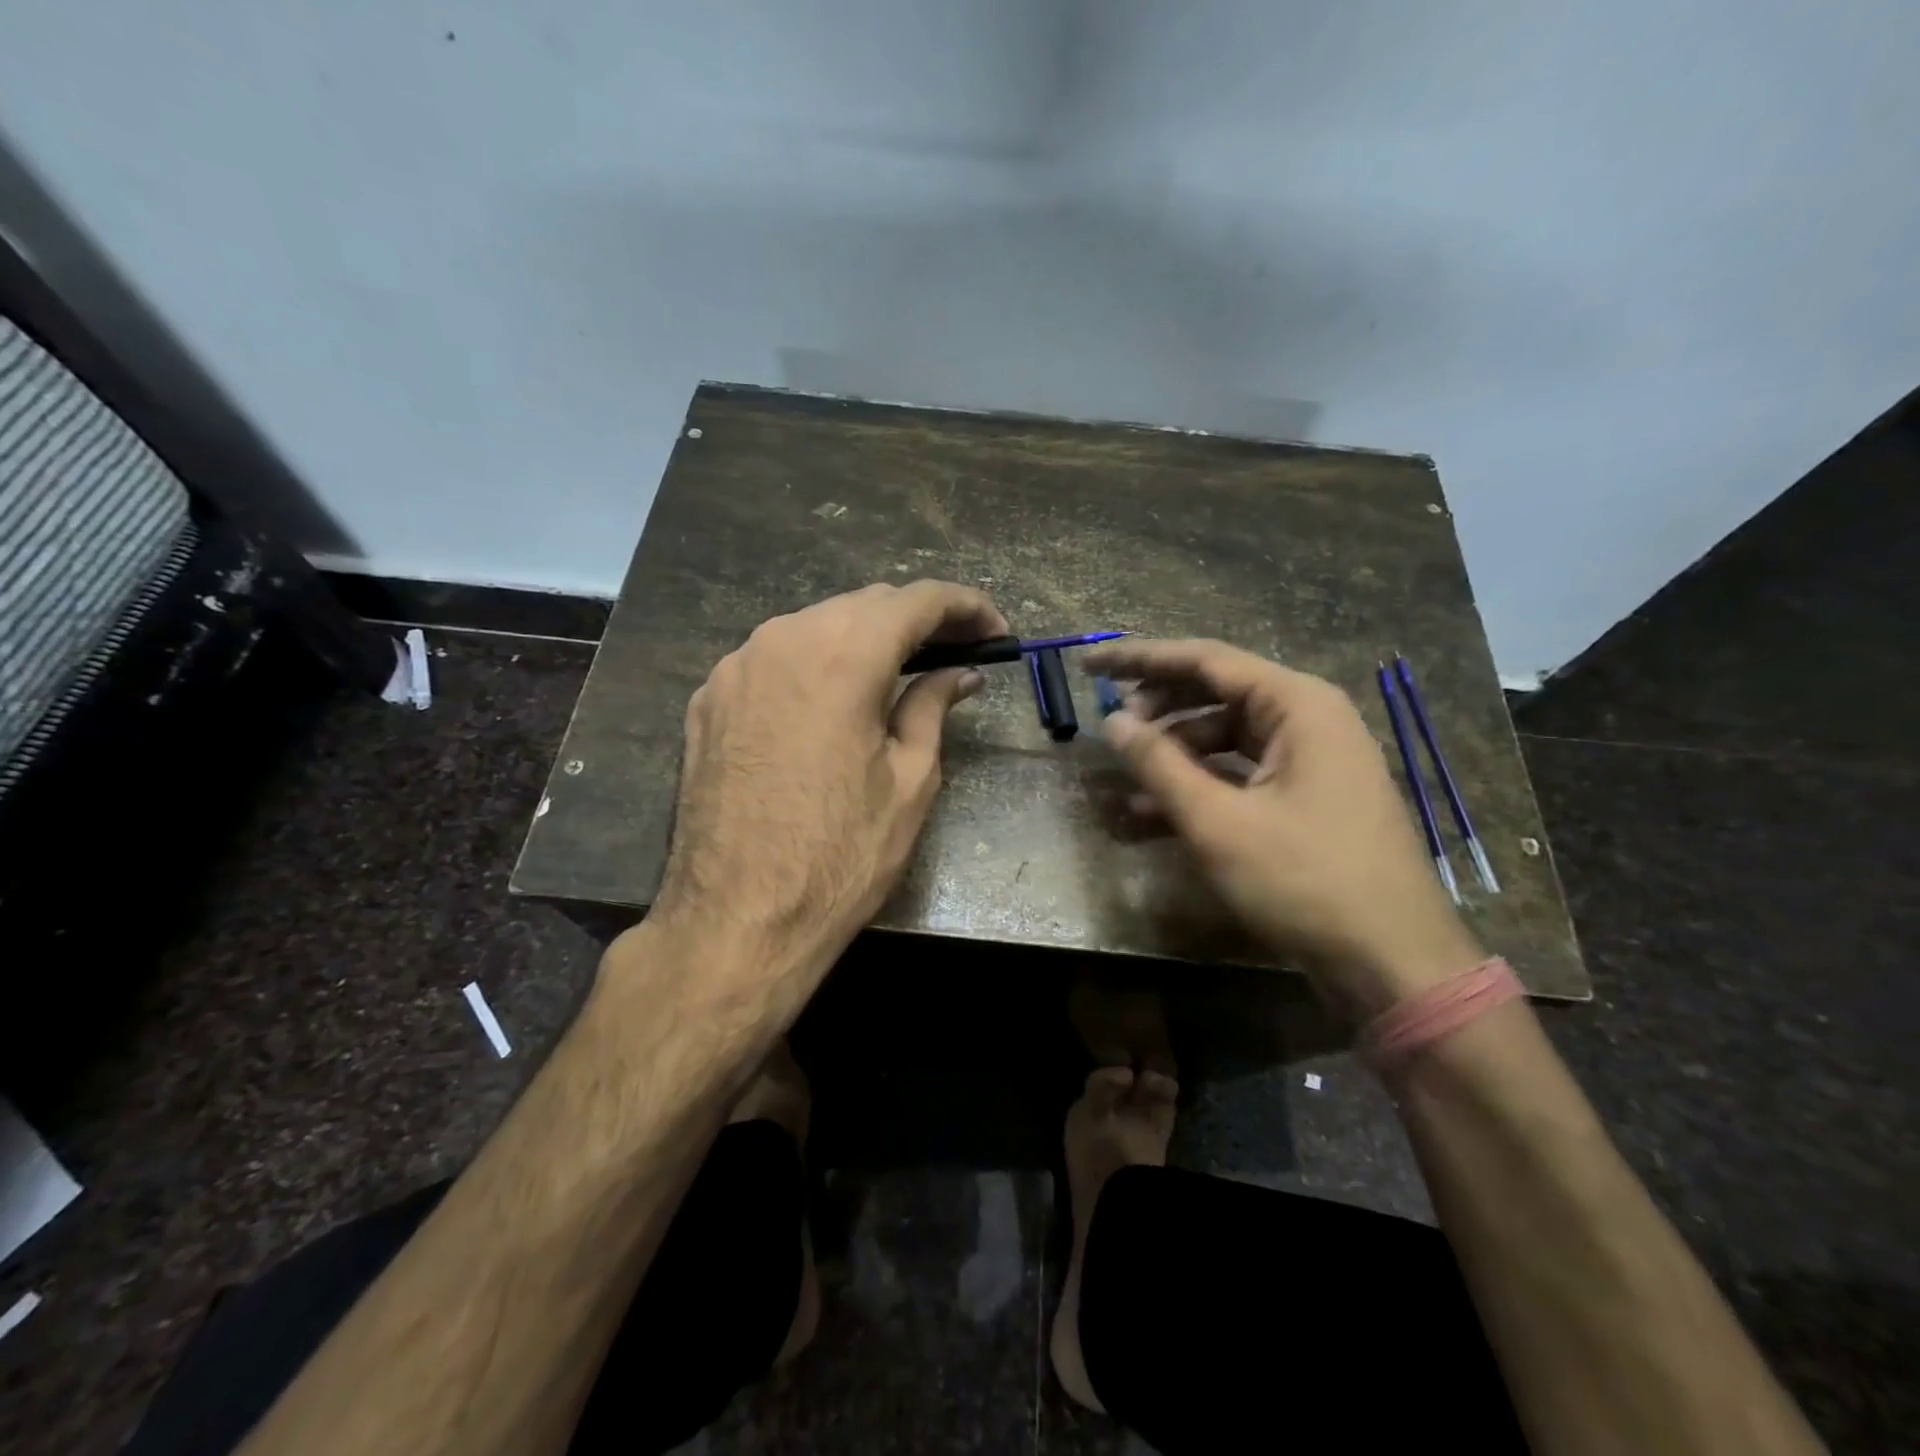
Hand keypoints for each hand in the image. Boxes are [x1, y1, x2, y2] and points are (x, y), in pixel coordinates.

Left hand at [648, 580, 1006, 993]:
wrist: (735, 920)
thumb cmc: (840, 857)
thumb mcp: (909, 782)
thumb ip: (933, 708)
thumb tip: (960, 674)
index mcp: (842, 655)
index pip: (917, 600)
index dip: (966, 606)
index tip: (996, 632)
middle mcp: (782, 640)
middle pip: (863, 606)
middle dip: (916, 620)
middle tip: (956, 653)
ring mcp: (735, 667)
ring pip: (815, 626)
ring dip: (864, 639)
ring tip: (900, 675)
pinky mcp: (708, 699)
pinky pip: (774, 658)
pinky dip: (815, 664)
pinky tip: (833, 701)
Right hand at [1082, 639, 1482, 1017]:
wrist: (1392, 963)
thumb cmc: (1304, 880)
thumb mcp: (1218, 821)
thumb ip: (1159, 764)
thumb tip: (1113, 722)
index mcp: (1296, 705)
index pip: (1204, 660)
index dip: (1139, 659)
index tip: (1088, 666)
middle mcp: (1307, 720)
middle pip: (1215, 694)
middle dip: (1157, 709)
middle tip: (1110, 726)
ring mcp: (1310, 762)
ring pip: (1224, 739)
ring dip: (1172, 756)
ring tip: (1122, 781)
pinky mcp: (1305, 800)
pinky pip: (1239, 776)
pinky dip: (1197, 788)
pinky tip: (1151, 815)